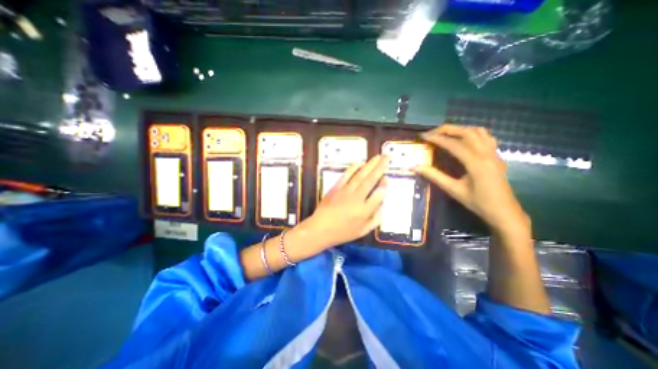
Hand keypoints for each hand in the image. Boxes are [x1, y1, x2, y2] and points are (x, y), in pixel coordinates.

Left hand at [305, 155, 389, 248]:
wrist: (320, 229)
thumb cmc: (342, 232)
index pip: (378, 195)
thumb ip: (375, 219)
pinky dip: (353, 168)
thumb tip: (383, 206)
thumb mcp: (362, 231)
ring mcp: (345, 191)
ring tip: (378, 156)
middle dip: (380, 168)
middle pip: (371, 180)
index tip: (387, 179)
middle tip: (387, 157)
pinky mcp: (336, 188)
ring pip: (360, 175)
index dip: (384, 186)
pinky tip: (360, 162)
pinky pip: (346, 175)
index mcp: (364, 211)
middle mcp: (356, 199)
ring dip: (370, 165)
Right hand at [416, 125, 527, 237]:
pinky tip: (463, 140)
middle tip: (431, 133)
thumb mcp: (454, 190)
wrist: (504, 212)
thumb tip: (416, 167)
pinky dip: (472, 133)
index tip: (423, 137)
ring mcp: (494, 153)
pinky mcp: (496, 156)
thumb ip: (435, 176)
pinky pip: (486, 137)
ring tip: (445, 134)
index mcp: (476, 163)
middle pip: (467, 132)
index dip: (437, 139)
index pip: (454, 144)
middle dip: (447, 129)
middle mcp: (487, 154)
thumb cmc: (478, 203)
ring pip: (478, 131)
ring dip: (460, 129)